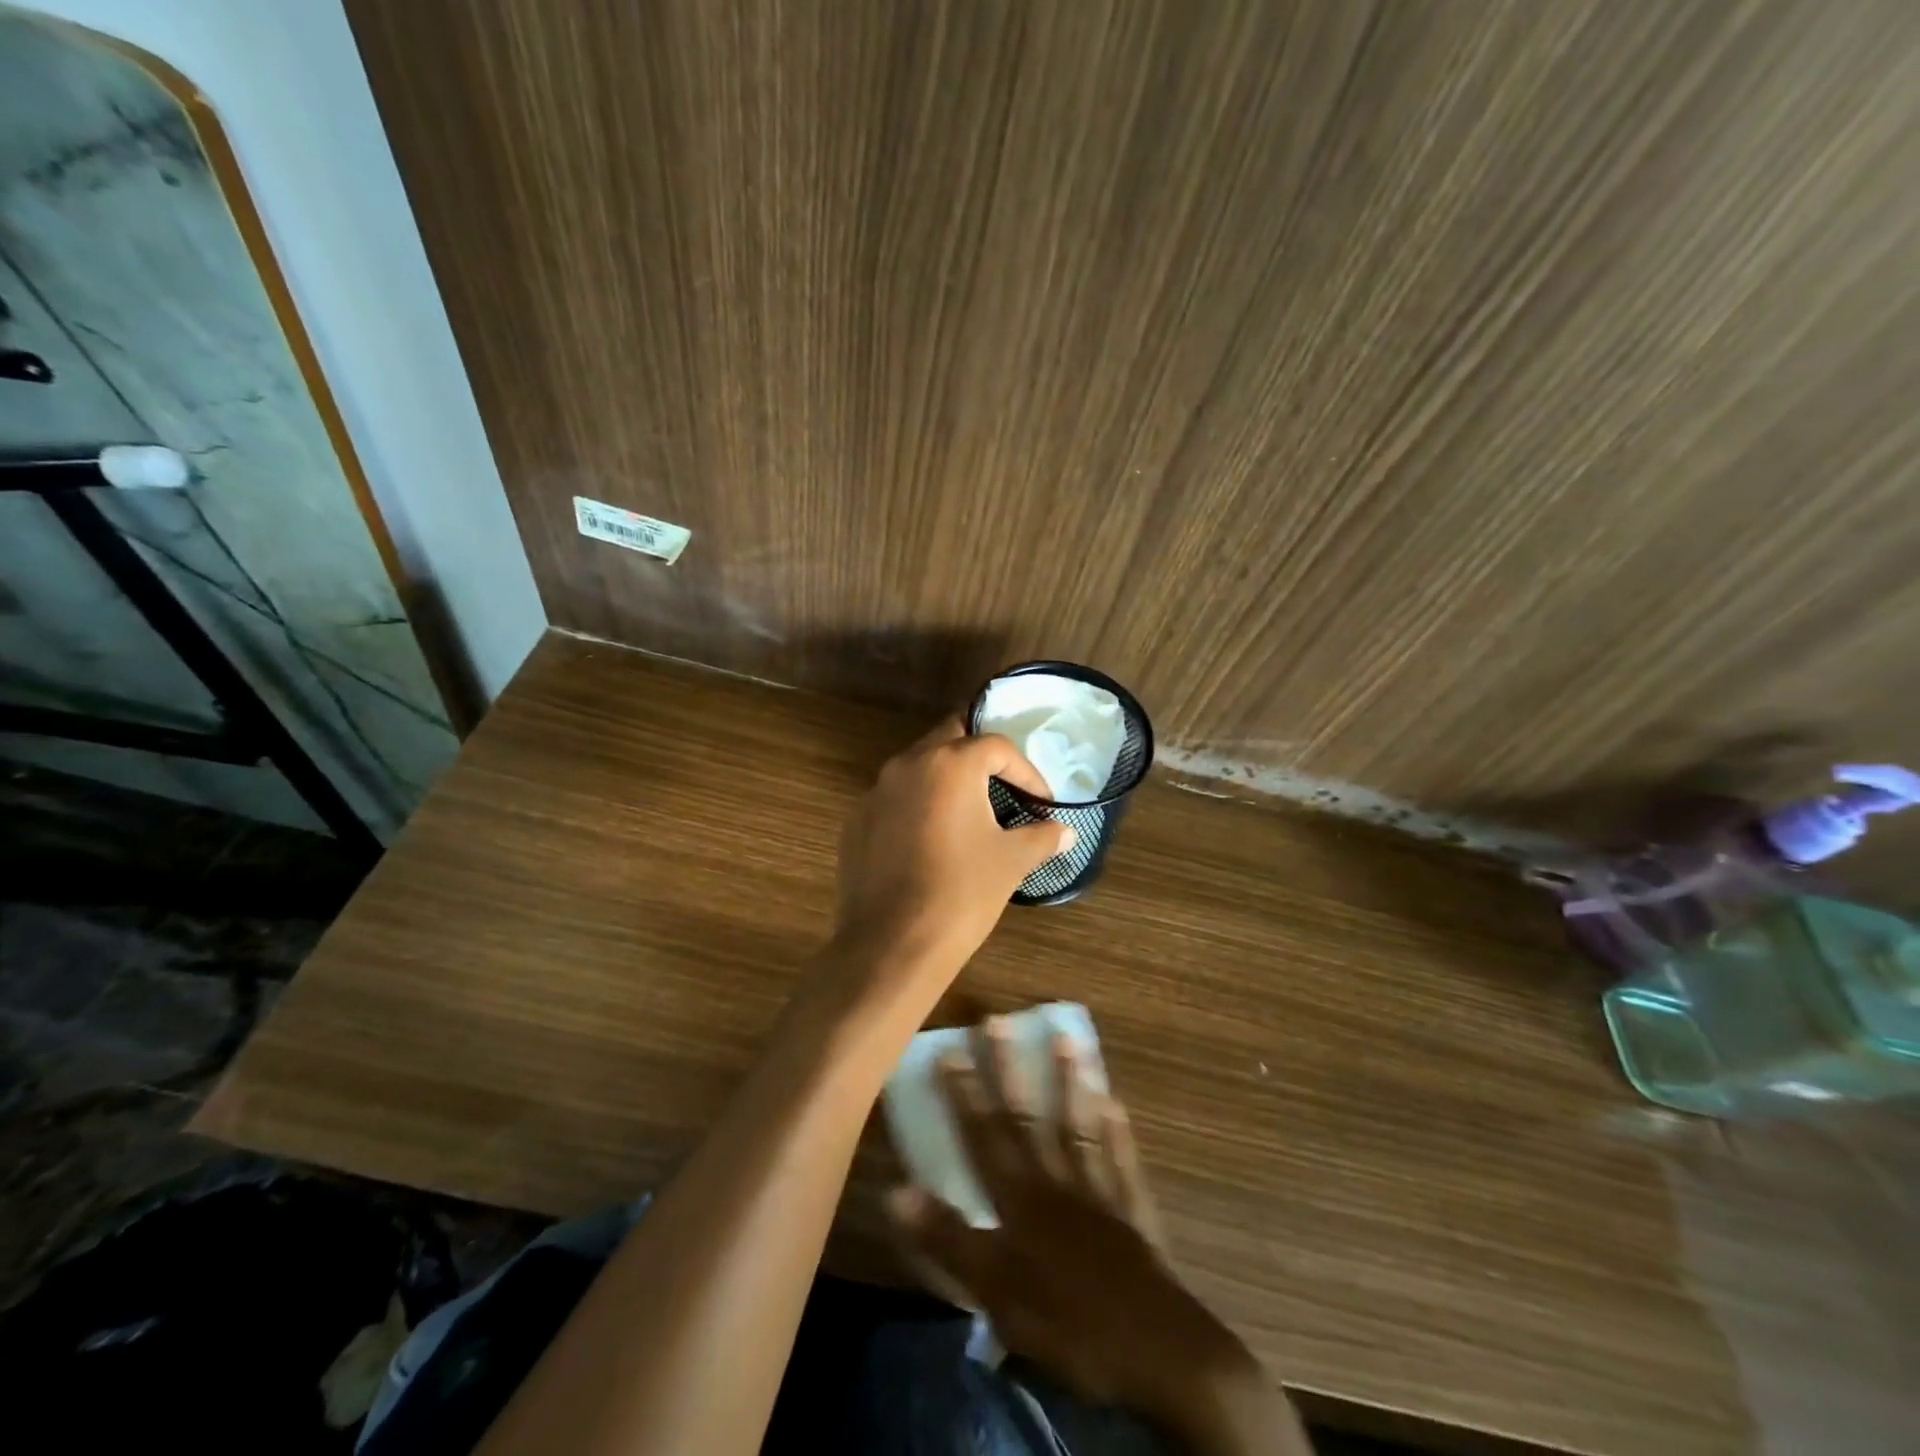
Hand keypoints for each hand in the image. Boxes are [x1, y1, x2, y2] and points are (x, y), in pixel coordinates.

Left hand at [831, 719, 1071, 999]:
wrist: (891, 945)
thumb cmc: (961, 894)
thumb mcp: (1011, 862)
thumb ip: (1041, 837)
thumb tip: (1066, 833)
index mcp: (949, 764)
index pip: (996, 747)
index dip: (1026, 772)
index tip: (1041, 803)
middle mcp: (907, 764)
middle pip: (951, 738)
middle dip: (981, 757)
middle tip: (1005, 786)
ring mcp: (875, 792)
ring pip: (918, 767)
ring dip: (947, 780)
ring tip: (971, 813)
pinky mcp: (857, 821)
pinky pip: (894, 799)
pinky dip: (918, 806)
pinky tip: (932, 842)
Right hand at [887, 1024, 1268, 1439]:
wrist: (1154, 1351)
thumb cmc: (1064, 1322)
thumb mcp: (992, 1290)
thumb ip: (946, 1237)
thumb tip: (895, 1190)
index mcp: (1019, 1199)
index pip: (984, 1135)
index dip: (964, 1093)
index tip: (950, 1048)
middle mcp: (1056, 1182)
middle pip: (1027, 1118)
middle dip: (1009, 1070)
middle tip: (1000, 1020)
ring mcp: (1099, 1193)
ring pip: (1078, 1127)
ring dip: (1070, 1082)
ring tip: (1068, 1037)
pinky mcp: (1133, 1214)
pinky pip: (1122, 1163)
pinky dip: (1118, 1133)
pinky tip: (1117, 1103)